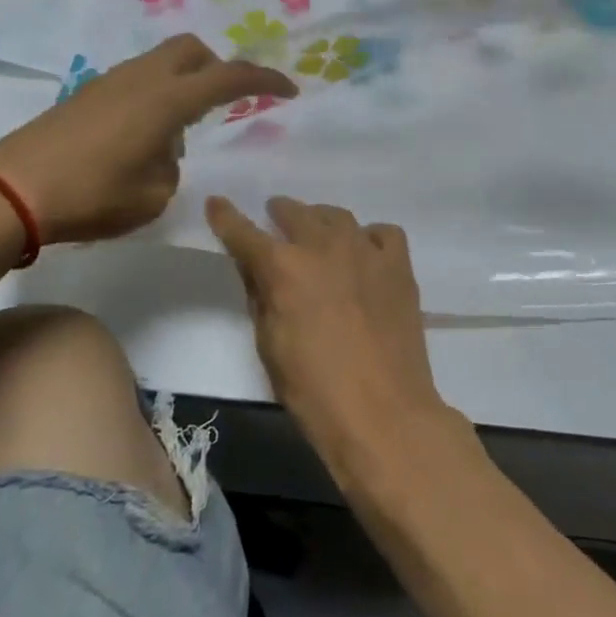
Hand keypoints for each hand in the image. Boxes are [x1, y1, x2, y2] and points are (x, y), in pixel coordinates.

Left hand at [0, 35, 294, 244]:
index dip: (264, 81)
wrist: (10, 191)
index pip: (229, 78)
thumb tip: (164, 150)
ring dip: (182, 85)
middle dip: (217, 68)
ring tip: (177, 135)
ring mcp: (109, 82)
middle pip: (192, 50)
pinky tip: (141, 138)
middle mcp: (142, 78)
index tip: (289, 89)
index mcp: (167, 99)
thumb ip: (172, 167)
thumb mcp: (152, 197)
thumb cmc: (91, 196)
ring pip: (161, 63)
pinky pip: (136, 81)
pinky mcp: (86, 94)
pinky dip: (154, 96)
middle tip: (225, 103)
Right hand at [205, 196, 450, 460]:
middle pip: (295, 213)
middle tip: (274, 217)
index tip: (216, 203)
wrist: (383, 413)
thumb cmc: (314, 391)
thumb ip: (260, 297)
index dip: (226, 217)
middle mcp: (322, 246)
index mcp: (283, 268)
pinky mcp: (398, 265)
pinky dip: (368, 237)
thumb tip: (256, 268)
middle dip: (279, 212)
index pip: (244, 233)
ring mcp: (365, 251)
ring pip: (338, 216)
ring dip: (320, 220)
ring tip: (317, 231)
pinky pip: (382, 233)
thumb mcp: (269, 346)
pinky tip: (364, 252)